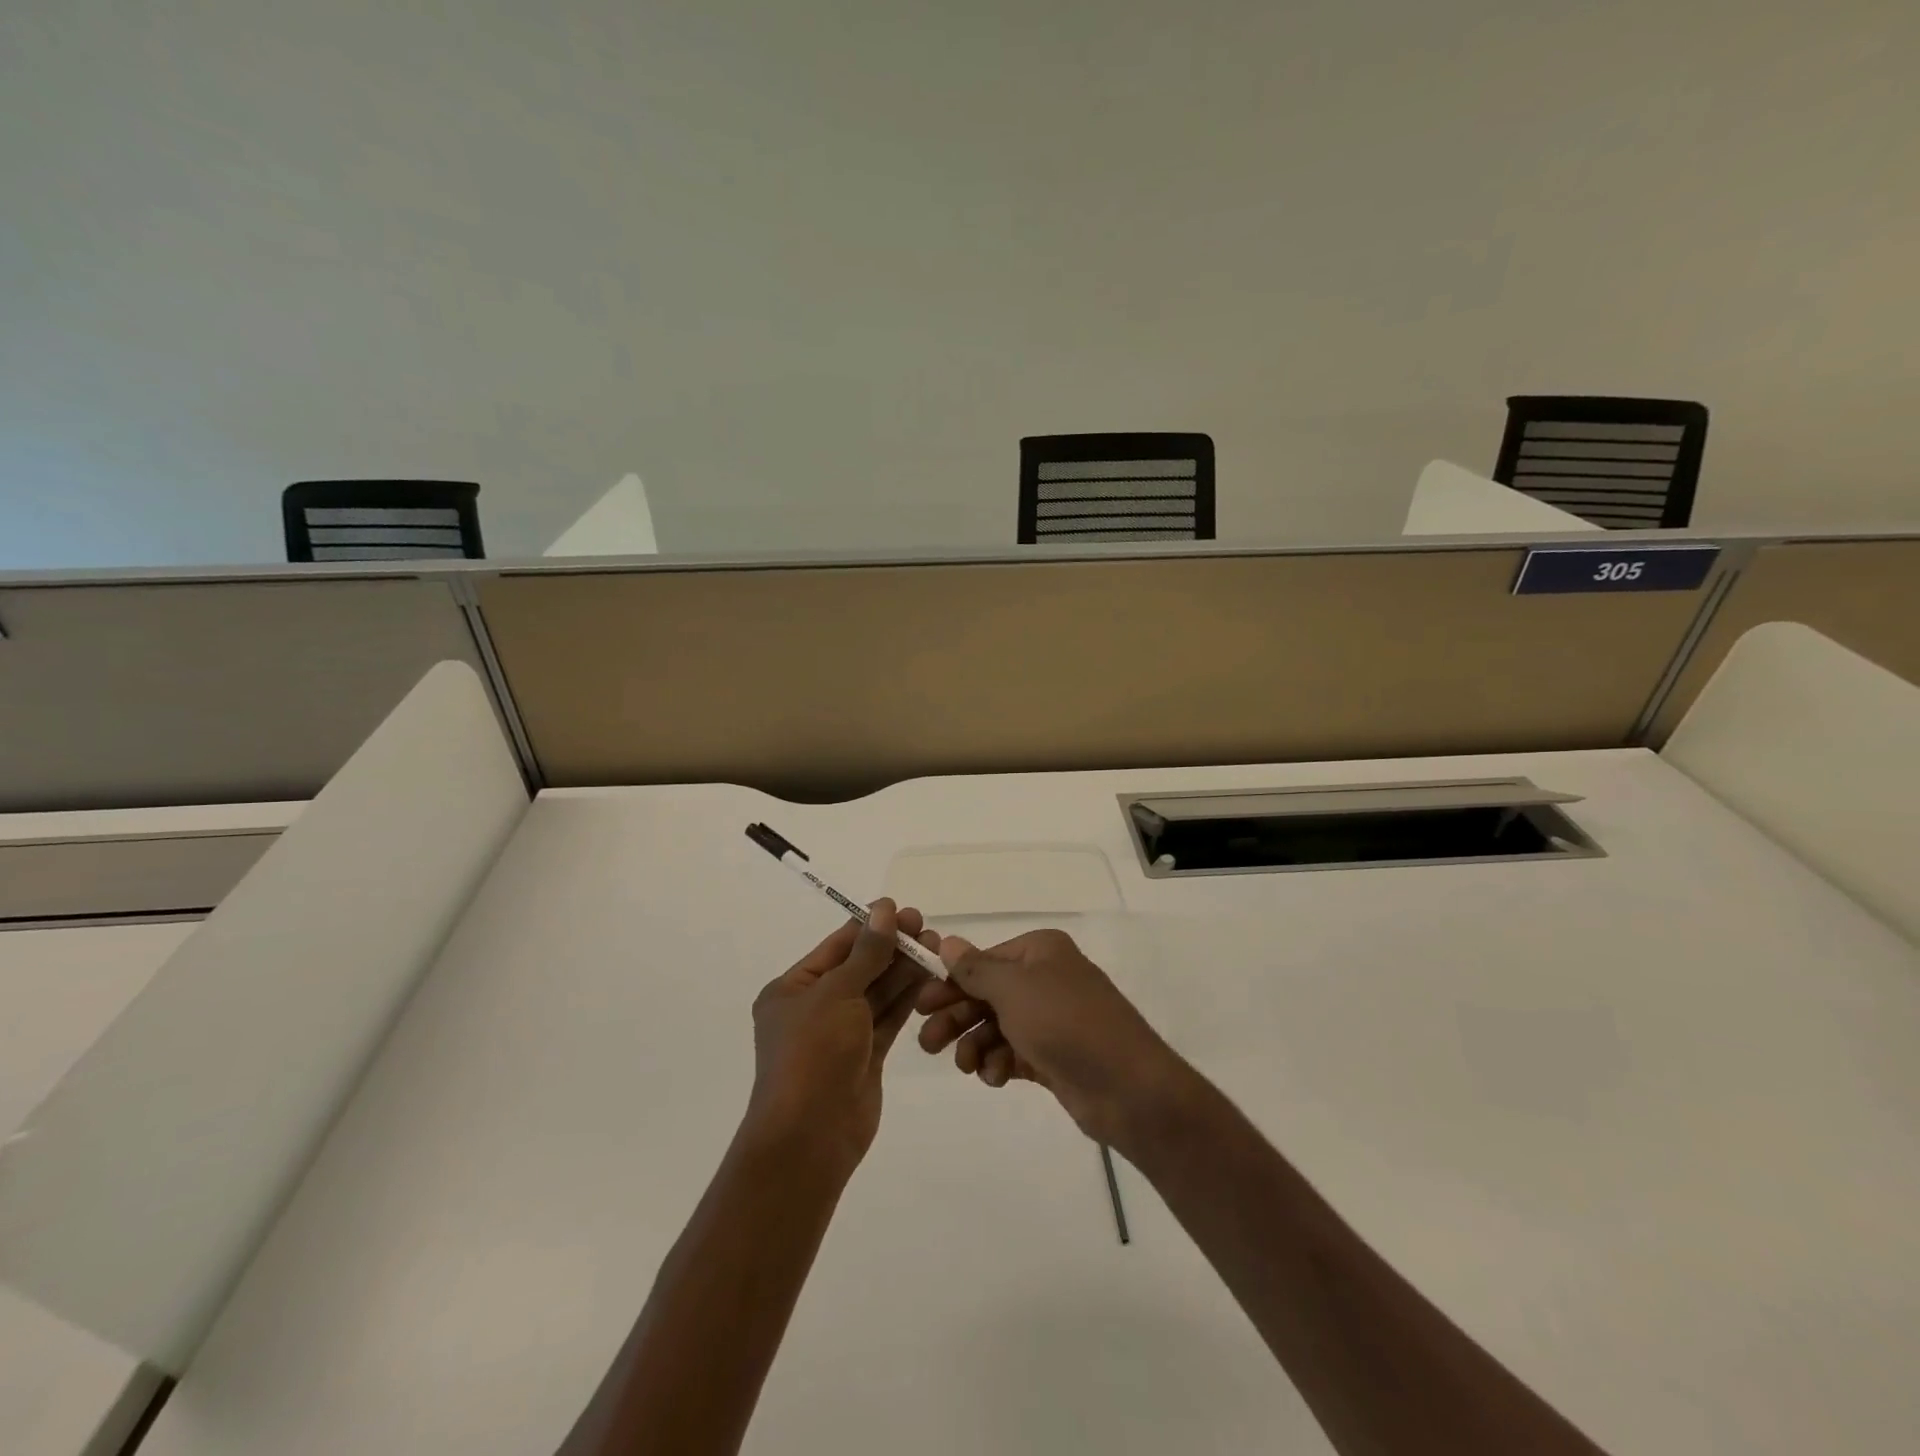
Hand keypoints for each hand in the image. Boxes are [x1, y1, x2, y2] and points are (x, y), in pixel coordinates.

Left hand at [746, 899, 939, 1174]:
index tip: (903, 910)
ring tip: (935, 948)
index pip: (837, 947)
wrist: (810, 1137)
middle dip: (891, 948)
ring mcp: (841, 1034)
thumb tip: (884, 909)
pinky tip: (930, 978)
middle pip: (859, 967)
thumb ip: (867, 952)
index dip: (870, 927)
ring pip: (877, 992)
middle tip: (926, 929)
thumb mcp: (837, 993)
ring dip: (903, 971)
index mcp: (792, 989)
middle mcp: (814, 1007)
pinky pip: (887, 1019)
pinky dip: (907, 999)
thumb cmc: (813, 1054)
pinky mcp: (864, 1056)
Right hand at [915, 928, 1191, 1150]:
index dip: (950, 982)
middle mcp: (1046, 978)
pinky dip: (1000, 1063)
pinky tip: (995, 1077)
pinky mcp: (1055, 1055)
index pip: (984, 961)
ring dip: (976, 1044)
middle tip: (927, 1043)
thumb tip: (947, 941)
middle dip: (958, 1017)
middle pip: (987, 994)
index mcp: (1040, 951)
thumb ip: (975, 969)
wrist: (1127, 1088)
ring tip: (966, 1066)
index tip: (920, 1005)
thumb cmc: (1065, 1023)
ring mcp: (1052, 1019)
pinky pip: (1014, 1052)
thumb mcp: (1013, 990)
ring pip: (998, 1026)